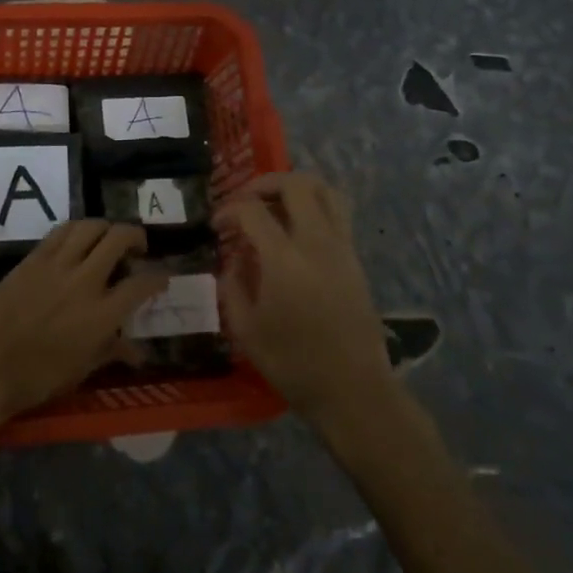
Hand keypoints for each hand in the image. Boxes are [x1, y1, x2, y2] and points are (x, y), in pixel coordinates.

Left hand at [0, 220, 165, 425]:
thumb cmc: (38, 377)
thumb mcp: (82, 370)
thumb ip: (112, 352)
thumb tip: (138, 352)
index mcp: (102, 314)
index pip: (142, 284)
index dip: (158, 278)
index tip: (162, 277)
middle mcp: (85, 281)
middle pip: (119, 238)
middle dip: (136, 237)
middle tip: (138, 248)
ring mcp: (58, 264)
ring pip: (91, 226)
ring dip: (107, 228)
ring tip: (109, 238)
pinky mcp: (34, 257)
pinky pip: (62, 231)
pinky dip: (77, 230)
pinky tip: (79, 239)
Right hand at [217, 173, 393, 424]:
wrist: (353, 389)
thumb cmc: (293, 363)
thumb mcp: (246, 329)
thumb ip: (233, 286)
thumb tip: (234, 259)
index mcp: (284, 259)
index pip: (252, 210)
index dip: (229, 209)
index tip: (217, 225)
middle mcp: (316, 242)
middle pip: (296, 184)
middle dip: (264, 183)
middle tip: (246, 201)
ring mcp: (341, 247)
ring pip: (325, 190)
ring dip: (295, 188)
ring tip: (275, 205)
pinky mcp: (355, 258)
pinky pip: (337, 212)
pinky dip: (314, 207)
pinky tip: (296, 231)